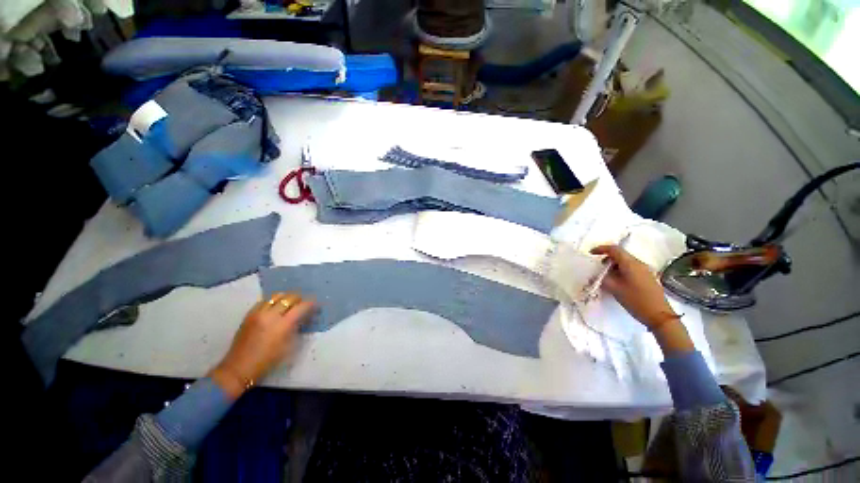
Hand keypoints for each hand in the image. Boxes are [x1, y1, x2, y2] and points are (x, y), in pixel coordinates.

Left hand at [209, 292, 314, 398]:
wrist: (239, 367)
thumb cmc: (268, 361)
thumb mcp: (289, 347)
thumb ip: (298, 328)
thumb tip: (304, 317)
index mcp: (283, 325)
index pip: (302, 306)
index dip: (311, 303)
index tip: (316, 305)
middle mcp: (271, 315)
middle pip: (290, 297)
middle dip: (300, 299)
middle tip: (304, 304)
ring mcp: (258, 313)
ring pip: (277, 296)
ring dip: (286, 298)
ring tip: (290, 304)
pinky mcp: (249, 314)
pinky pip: (265, 300)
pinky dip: (273, 301)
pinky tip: (275, 307)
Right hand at [590, 245, 692, 353]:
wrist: (659, 316)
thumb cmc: (636, 300)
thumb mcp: (614, 289)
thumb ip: (603, 278)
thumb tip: (596, 274)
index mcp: (631, 264)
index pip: (614, 249)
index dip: (601, 249)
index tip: (591, 253)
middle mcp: (639, 264)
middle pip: (620, 255)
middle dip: (606, 259)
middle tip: (598, 269)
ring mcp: (645, 271)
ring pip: (625, 263)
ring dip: (613, 267)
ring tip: (606, 278)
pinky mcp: (647, 278)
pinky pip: (631, 269)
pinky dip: (621, 272)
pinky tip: (617, 283)